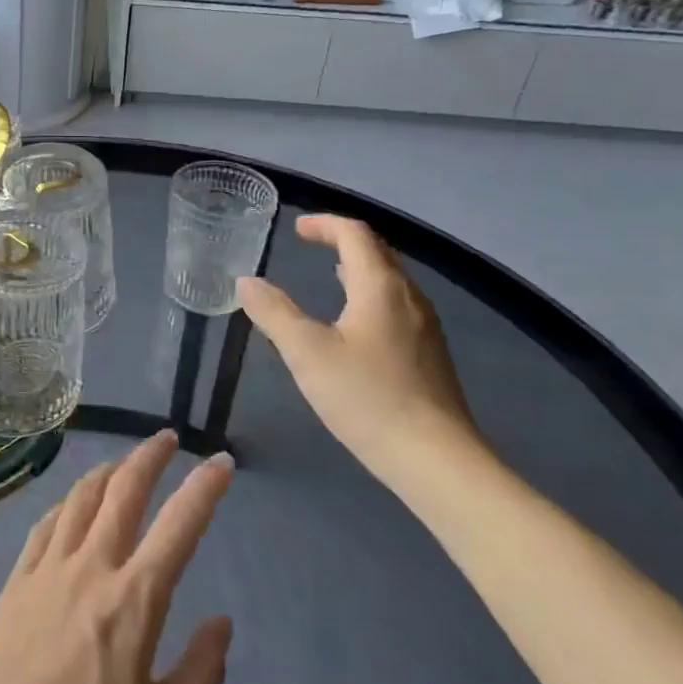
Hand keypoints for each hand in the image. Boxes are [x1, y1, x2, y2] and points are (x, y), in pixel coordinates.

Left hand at [0, 431, 234, 683]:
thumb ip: (201, 674)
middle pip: (124, 490)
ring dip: (109, 470)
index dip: (205, 488)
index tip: (222, 462)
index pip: (179, 526)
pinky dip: (67, 503)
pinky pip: (46, 523)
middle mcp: (92, 567)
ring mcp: (49, 567)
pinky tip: (73, 504)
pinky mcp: (17, 578)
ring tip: (124, 463)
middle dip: (150, 456)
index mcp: (134, 600)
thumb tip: (221, 624)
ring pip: (81, 496)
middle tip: (168, 438)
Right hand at [237, 214, 478, 477]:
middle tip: (310, 243)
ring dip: (358, 267)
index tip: (296, 228)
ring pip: (390, 279)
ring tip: (330, 273)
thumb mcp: (307, 354)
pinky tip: (356, 321)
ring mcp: (425, 326)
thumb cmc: (367, 398)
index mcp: (380, 287)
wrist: (435, 459)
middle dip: (342, 240)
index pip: (355, 234)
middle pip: (377, 251)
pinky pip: (396, 304)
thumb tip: (247, 281)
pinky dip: (370, 293)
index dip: (324, 224)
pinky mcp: (429, 353)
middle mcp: (408, 297)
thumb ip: (274, 313)